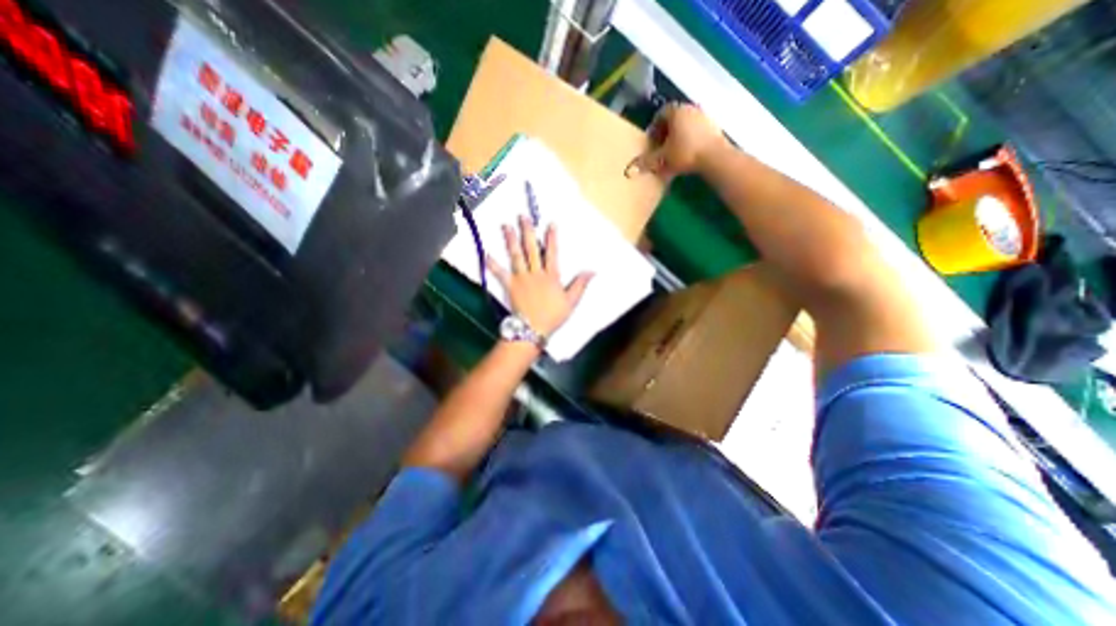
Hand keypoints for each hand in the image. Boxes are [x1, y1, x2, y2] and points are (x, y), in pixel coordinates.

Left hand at [486, 217, 591, 339]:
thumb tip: (592, 271)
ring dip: (511, 240)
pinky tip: (486, 254)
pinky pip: (500, 273)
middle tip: (522, 217)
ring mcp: (521, 278)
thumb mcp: (571, 302)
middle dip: (528, 232)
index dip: (551, 238)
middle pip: (531, 249)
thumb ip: (580, 285)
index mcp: (551, 276)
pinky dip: (492, 264)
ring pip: (516, 256)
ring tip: (506, 226)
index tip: (550, 224)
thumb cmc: (553, 315)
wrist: (533, 329)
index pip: (552, 253)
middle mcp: (535, 273)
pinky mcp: (510, 285)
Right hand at [632, 100, 727, 176]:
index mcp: (676, 112)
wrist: (714, 157)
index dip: (654, 127)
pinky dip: (691, 140)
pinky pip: (697, 131)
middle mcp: (690, 109)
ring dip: (679, 137)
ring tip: (674, 153)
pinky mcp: (715, 127)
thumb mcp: (662, 159)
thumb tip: (632, 169)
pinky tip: (688, 155)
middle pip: (674, 118)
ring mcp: (704, 117)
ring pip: (686, 125)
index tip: (652, 141)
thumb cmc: (684, 153)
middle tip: (661, 148)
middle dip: (666, 132)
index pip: (661, 113)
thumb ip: (647, 162)